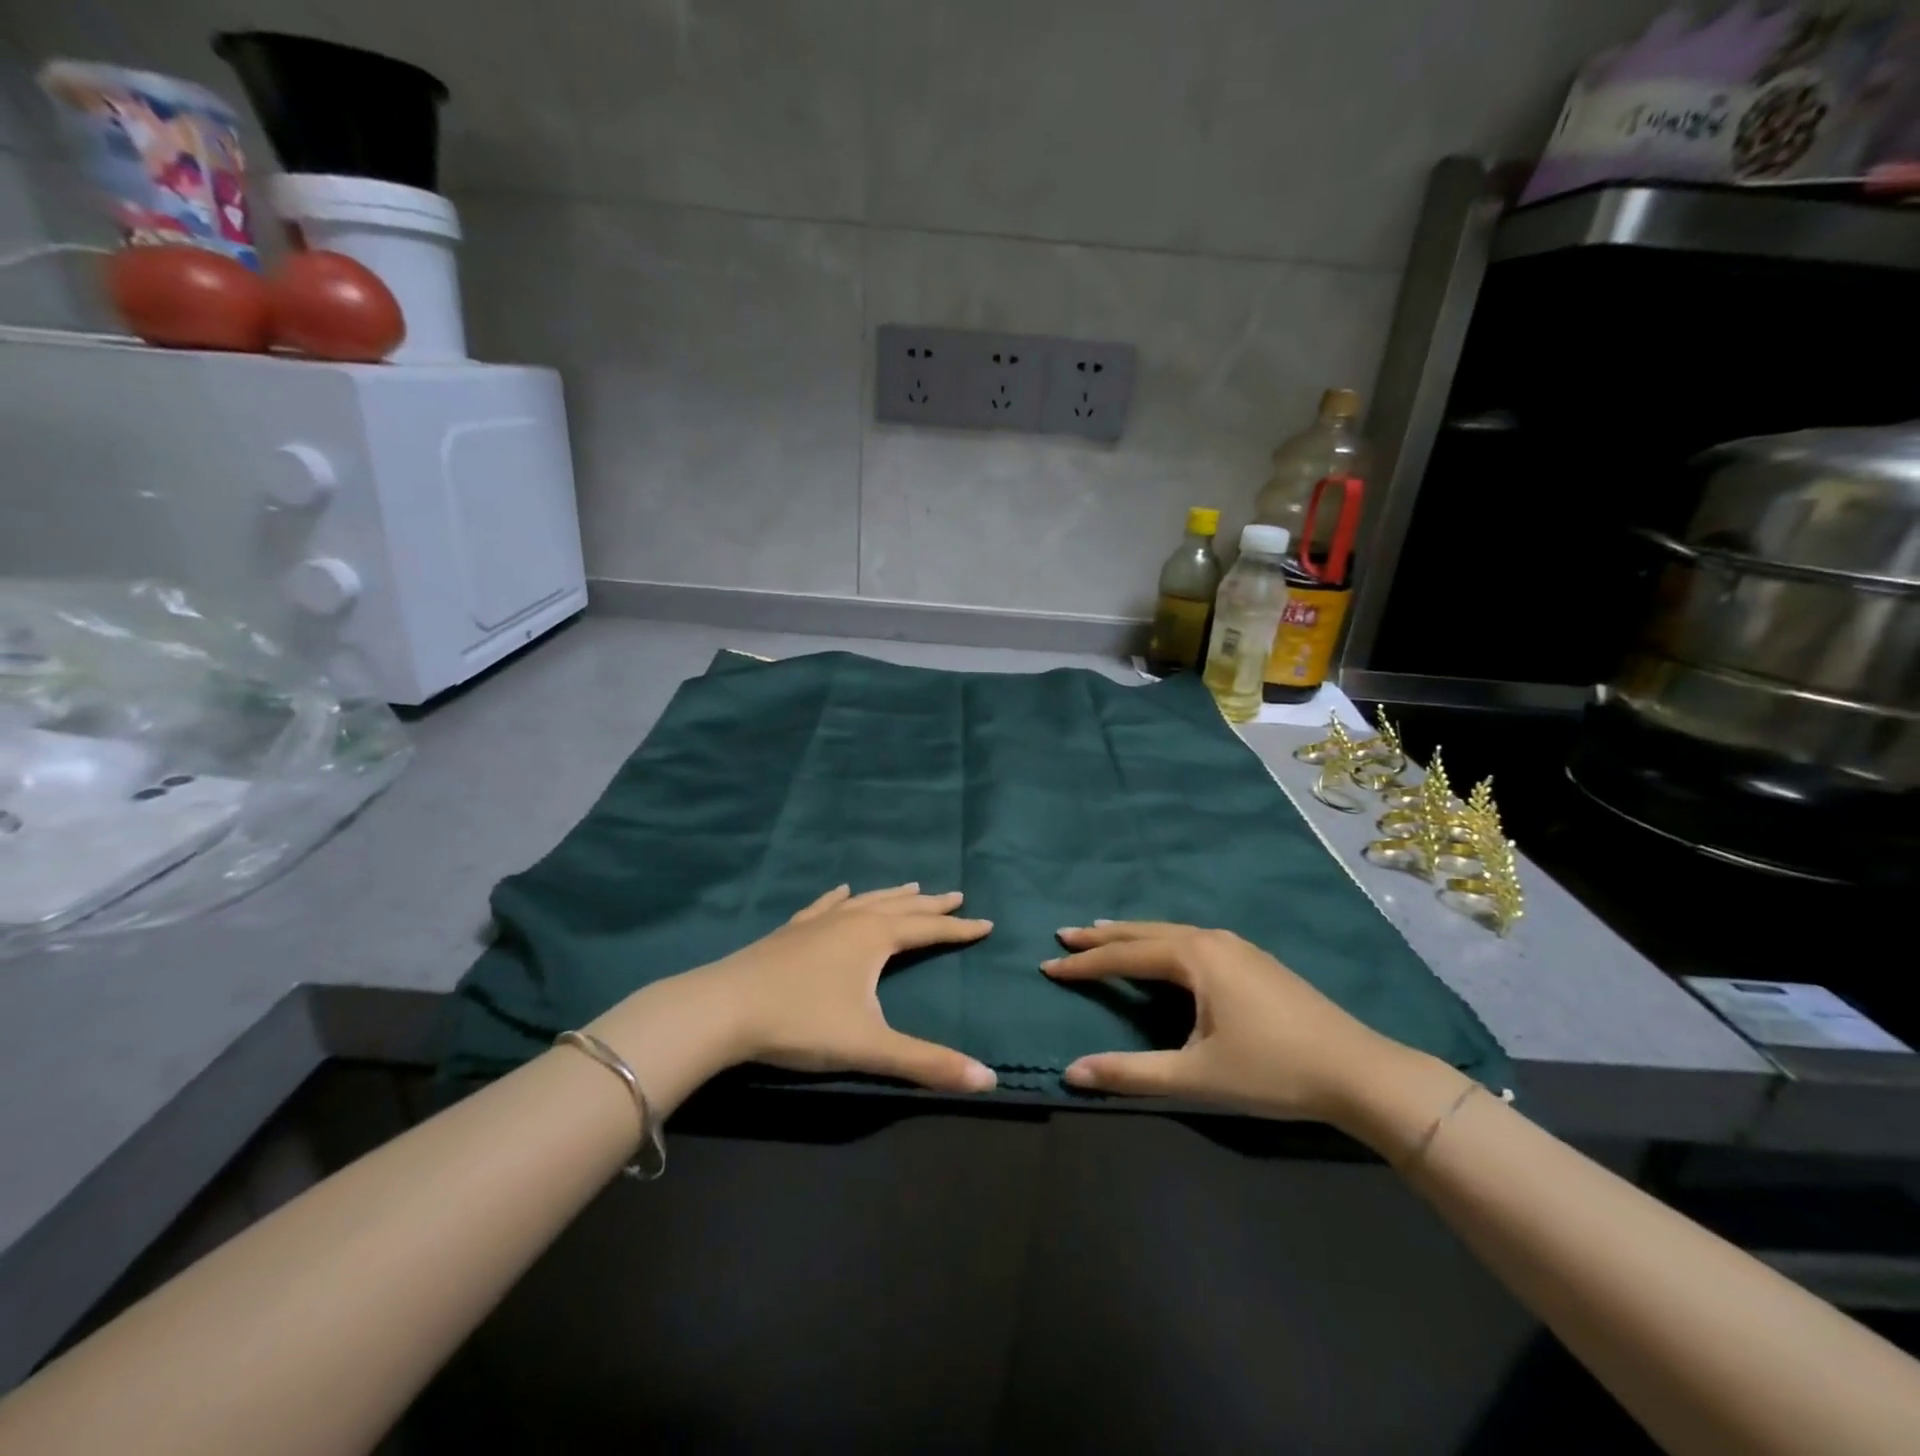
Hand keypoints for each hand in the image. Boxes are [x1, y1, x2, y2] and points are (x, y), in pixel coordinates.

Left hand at [669, 883, 997, 1093]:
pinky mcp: (790, 931)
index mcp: (875, 939)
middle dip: (931, 905)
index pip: (929, 930)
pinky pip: (825, 905)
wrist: (723, 1008)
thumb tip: (988, 1080)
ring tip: (912, 887)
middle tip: (956, 896)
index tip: (986, 923)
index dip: (959, 930)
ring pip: (865, 901)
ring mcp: (817, 922)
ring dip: (892, 895)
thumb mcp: (869, 1047)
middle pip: (900, 907)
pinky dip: (841, 898)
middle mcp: (851, 920)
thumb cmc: (801, 1023)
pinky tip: (842, 892)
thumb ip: (927, 1063)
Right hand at [1042, 921, 1425, 1125]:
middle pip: (1145, 932)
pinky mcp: (1254, 960)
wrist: (1358, 1071)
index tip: (1048, 966)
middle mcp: (1212, 940)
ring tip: (1103, 934)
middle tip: (1066, 935)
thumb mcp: (1195, 1077)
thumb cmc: (1272, 1071)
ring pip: (1171, 933)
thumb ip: (1131, 1074)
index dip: (1085, 965)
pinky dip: (1162, 941)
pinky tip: (1164, 951)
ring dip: (1134, 935)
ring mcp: (1237, 947)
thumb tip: (1071, 1072)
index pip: (1125, 956)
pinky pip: (1192, 939)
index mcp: (1195, 957)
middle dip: (1103, 936)